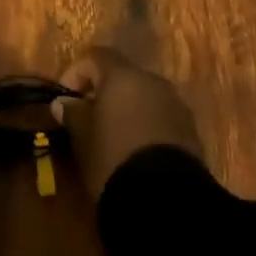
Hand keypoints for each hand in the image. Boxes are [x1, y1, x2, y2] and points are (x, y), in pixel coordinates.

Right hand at [53, 48, 204, 196]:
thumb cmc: (114, 159)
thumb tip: (64, 103)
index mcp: (124, 77)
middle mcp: (153, 82)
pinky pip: (161, 117)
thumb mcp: (83, 138)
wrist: (166, 199)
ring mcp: (176, 105)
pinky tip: (135, 151)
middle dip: (104, 92)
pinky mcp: (191, 131)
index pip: (96, 56)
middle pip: (123, 76)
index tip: (65, 97)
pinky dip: (146, 125)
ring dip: (127, 109)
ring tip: (112, 137)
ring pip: (144, 97)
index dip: (76, 72)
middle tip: (88, 118)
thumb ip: (73, 114)